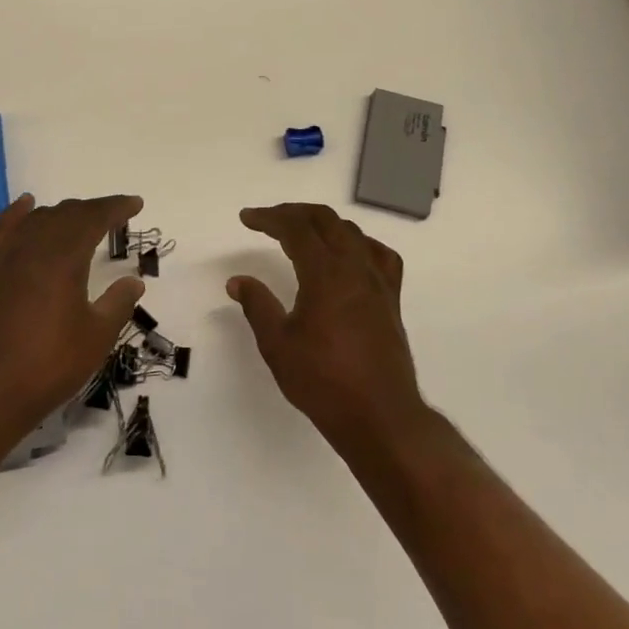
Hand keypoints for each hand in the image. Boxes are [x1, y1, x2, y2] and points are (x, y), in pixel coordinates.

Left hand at [0, 194, 145, 436]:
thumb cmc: (47, 366)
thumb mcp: (95, 338)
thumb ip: (117, 304)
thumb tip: (134, 281)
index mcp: (64, 258)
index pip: (94, 218)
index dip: (116, 208)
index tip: (135, 204)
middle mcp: (33, 247)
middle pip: (66, 214)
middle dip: (93, 210)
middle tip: (113, 215)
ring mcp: (4, 256)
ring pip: (37, 219)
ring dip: (62, 214)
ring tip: (79, 218)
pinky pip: (3, 229)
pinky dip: (17, 213)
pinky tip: (26, 206)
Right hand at [228, 203, 426, 449]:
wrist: (379, 415)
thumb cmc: (323, 381)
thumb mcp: (277, 344)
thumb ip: (257, 305)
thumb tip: (237, 281)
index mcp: (325, 273)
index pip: (295, 228)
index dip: (269, 218)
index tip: (247, 218)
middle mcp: (355, 267)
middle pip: (325, 220)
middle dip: (293, 213)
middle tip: (267, 220)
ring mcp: (378, 282)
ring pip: (352, 233)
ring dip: (323, 224)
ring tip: (300, 233)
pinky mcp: (391, 299)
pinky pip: (379, 255)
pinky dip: (358, 243)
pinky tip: (349, 255)